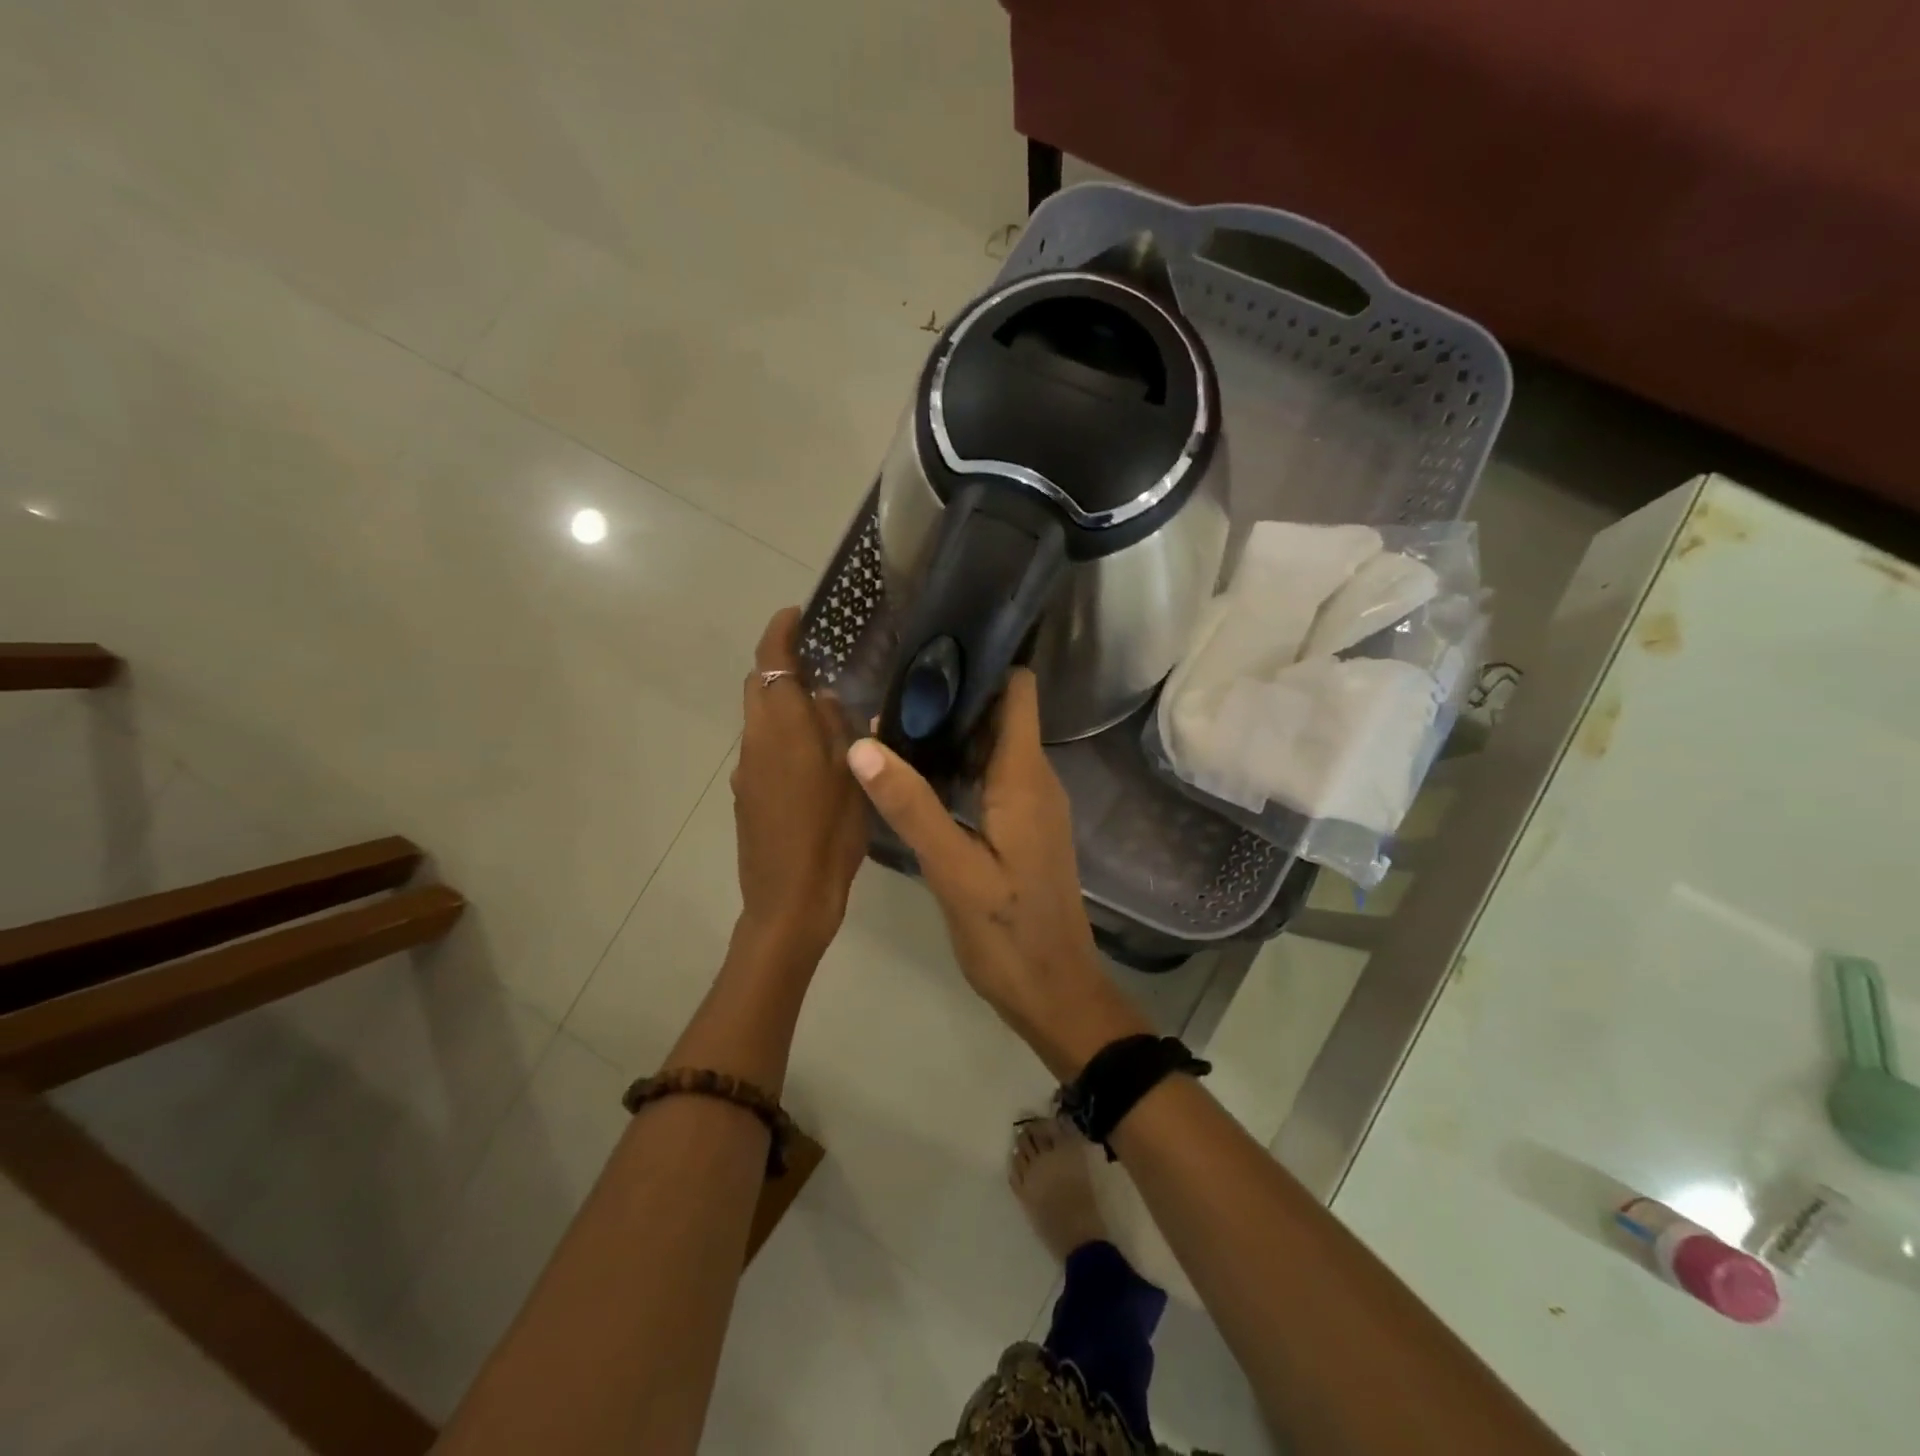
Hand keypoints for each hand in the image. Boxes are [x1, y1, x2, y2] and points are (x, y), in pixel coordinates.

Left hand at [731, 608, 866, 964]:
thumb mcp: (851, 777)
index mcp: (782, 730)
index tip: (797, 614)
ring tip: (826, 716)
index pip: (770, 663)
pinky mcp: (744, 794)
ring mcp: (745, 770)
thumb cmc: (829, 836)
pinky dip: (781, 738)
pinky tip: (812, 762)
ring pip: (760, 720)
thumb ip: (836, 729)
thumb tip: (823, 696)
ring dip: (784, 705)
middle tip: (823, 665)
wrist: (788, 900)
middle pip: (759, 687)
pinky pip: (761, 749)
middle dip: (782, 666)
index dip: (779, 632)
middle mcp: (755, 742)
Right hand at [844, 669, 1149, 1077]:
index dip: (985, 662)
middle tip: (892, 680)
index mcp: (1025, 777)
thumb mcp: (952, 870)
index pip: (1018, 692)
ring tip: (893, 715)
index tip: (934, 644)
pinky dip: (956, 764)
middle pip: (999, 713)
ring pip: (991, 746)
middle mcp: (1034, 780)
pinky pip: (989, 777)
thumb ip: (910, 805)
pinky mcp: (1021, 827)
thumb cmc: (1008, 934)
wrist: (1053, 992)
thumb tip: (863, 743)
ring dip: (951, 730)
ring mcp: (1030, 805)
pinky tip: (915, 770)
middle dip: (953, 693)